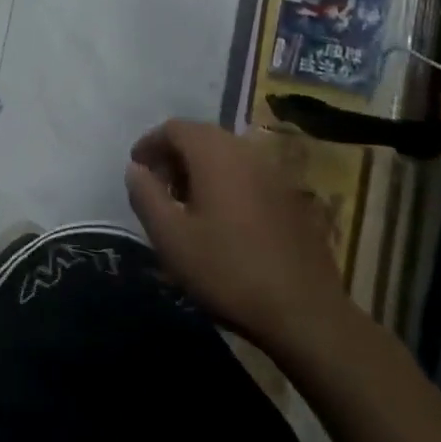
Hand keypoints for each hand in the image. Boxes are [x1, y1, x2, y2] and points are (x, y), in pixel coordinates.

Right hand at [126, 119, 347, 354]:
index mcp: (216, 154)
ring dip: (201, 170)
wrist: (305, 313)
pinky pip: (249, 175)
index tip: (136, 168)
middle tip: (158, 187)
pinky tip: (222, 220)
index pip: (176, 128)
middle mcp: (248, 153)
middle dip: (175, 155)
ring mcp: (276, 175)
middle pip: (203, 137)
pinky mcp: (293, 200)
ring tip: (186, 204)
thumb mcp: (170, 236)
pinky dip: (227, 183)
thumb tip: (135, 169)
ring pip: (228, 156)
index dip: (150, 143)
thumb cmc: (227, 270)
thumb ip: (145, 195)